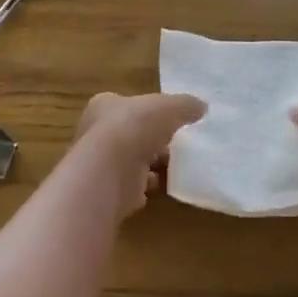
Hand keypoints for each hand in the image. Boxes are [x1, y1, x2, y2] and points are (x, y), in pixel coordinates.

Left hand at [67, 92, 206, 218]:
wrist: (109, 173)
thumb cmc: (133, 127)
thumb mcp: (168, 106)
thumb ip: (185, 105)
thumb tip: (201, 107)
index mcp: (103, 106)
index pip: (127, 105)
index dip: (148, 111)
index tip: (170, 119)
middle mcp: (96, 133)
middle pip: (131, 134)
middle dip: (153, 140)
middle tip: (178, 144)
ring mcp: (102, 164)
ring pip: (133, 161)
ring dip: (153, 164)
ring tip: (177, 165)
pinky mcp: (110, 191)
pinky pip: (134, 186)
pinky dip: (149, 186)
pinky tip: (166, 185)